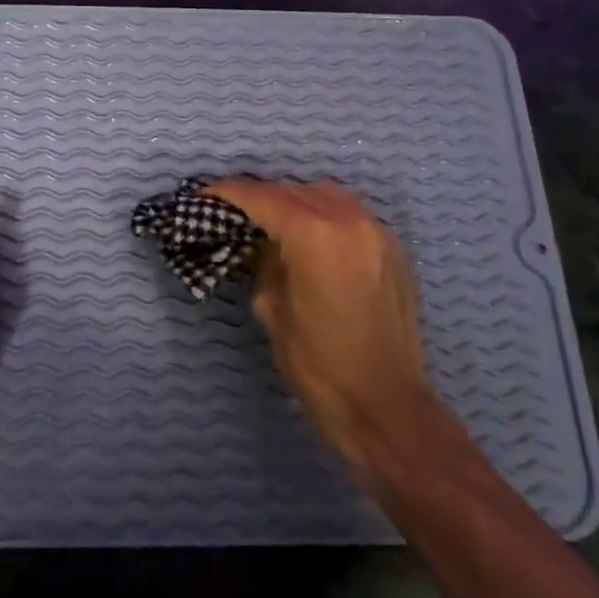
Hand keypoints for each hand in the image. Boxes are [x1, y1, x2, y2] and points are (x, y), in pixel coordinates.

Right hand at [205, 179, 424, 471]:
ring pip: (325, 195)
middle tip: (232, 210)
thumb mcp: (272, 311)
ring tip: (271, 220)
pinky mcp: (394, 250)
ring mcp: (377, 233)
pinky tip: (310, 238)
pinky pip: (350, 214)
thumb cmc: (318, 365)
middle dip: (261, 196)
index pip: (263, 198)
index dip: (229, 193)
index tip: (205, 193)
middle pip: (294, 191)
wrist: (386, 406)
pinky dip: (324, 215)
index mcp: (315, 236)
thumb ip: (265, 264)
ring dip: (295, 200)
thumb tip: (262, 245)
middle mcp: (349, 221)